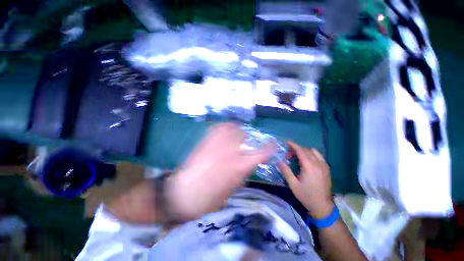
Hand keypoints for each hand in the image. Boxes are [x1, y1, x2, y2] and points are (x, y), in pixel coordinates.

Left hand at [167, 123, 275, 220]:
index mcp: (241, 166)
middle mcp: (231, 151)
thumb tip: (248, 162)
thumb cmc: (212, 197)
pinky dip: (224, 128)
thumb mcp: (235, 187)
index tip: (273, 144)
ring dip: (235, 131)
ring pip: (232, 128)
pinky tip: (223, 132)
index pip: (262, 153)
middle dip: (246, 139)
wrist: (185, 192)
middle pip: (244, 136)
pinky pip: (218, 127)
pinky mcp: (206, 140)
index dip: (270, 147)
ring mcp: (218, 143)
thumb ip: (244, 171)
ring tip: (232, 136)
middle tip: (243, 143)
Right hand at [278, 141, 332, 218]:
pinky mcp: (327, 168)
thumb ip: (286, 171)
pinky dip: (311, 154)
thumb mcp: (293, 184)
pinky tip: (307, 161)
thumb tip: (278, 161)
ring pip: (313, 151)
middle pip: (306, 150)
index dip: (293, 145)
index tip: (287, 142)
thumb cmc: (306, 195)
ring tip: (297, 157)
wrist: (322, 206)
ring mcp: (324, 165)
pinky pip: (319, 156)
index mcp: (310, 167)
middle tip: (288, 156)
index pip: (301, 151)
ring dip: (304, 151)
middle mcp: (318, 164)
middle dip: (296, 149)